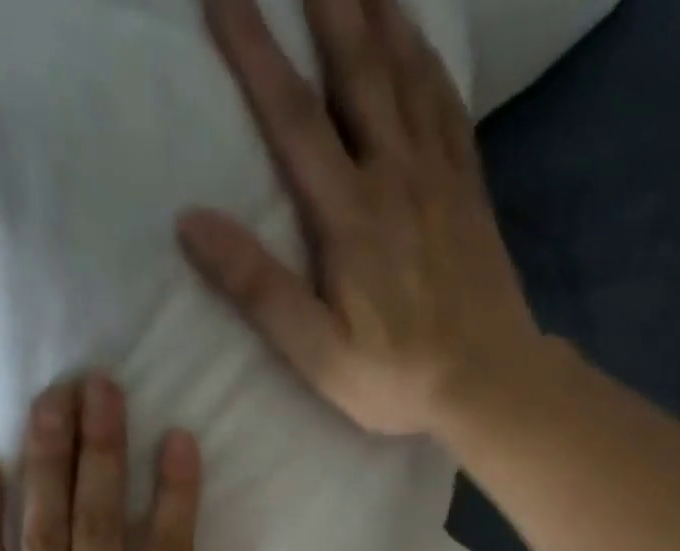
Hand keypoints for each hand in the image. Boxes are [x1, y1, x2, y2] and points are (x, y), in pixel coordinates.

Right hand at [178, 0, 543, 438]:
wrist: (489, 384)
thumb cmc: (397, 378)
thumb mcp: (317, 353)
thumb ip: (259, 289)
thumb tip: (191, 222)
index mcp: (350, 216)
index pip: (293, 116)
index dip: (255, 49)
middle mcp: (395, 177)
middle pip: (357, 69)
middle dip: (326, 1)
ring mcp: (439, 180)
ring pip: (408, 73)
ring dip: (380, 12)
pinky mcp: (471, 194)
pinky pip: (448, 108)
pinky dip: (431, 64)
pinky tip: (421, 42)